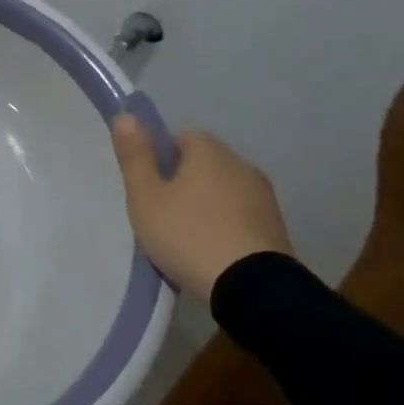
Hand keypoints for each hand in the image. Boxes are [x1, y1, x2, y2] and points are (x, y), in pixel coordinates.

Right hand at [111, 118, 292, 301]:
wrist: (254, 289)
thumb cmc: (189, 235)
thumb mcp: (146, 197)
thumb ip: (135, 157)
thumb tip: (126, 116)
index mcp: (210, 151)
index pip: (182, 136)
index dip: (162, 157)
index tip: (149, 186)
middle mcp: (242, 165)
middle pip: (205, 163)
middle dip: (184, 182)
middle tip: (162, 213)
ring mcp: (264, 197)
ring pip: (224, 190)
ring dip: (207, 205)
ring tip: (187, 237)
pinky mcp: (277, 227)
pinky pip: (242, 216)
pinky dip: (226, 226)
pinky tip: (213, 251)